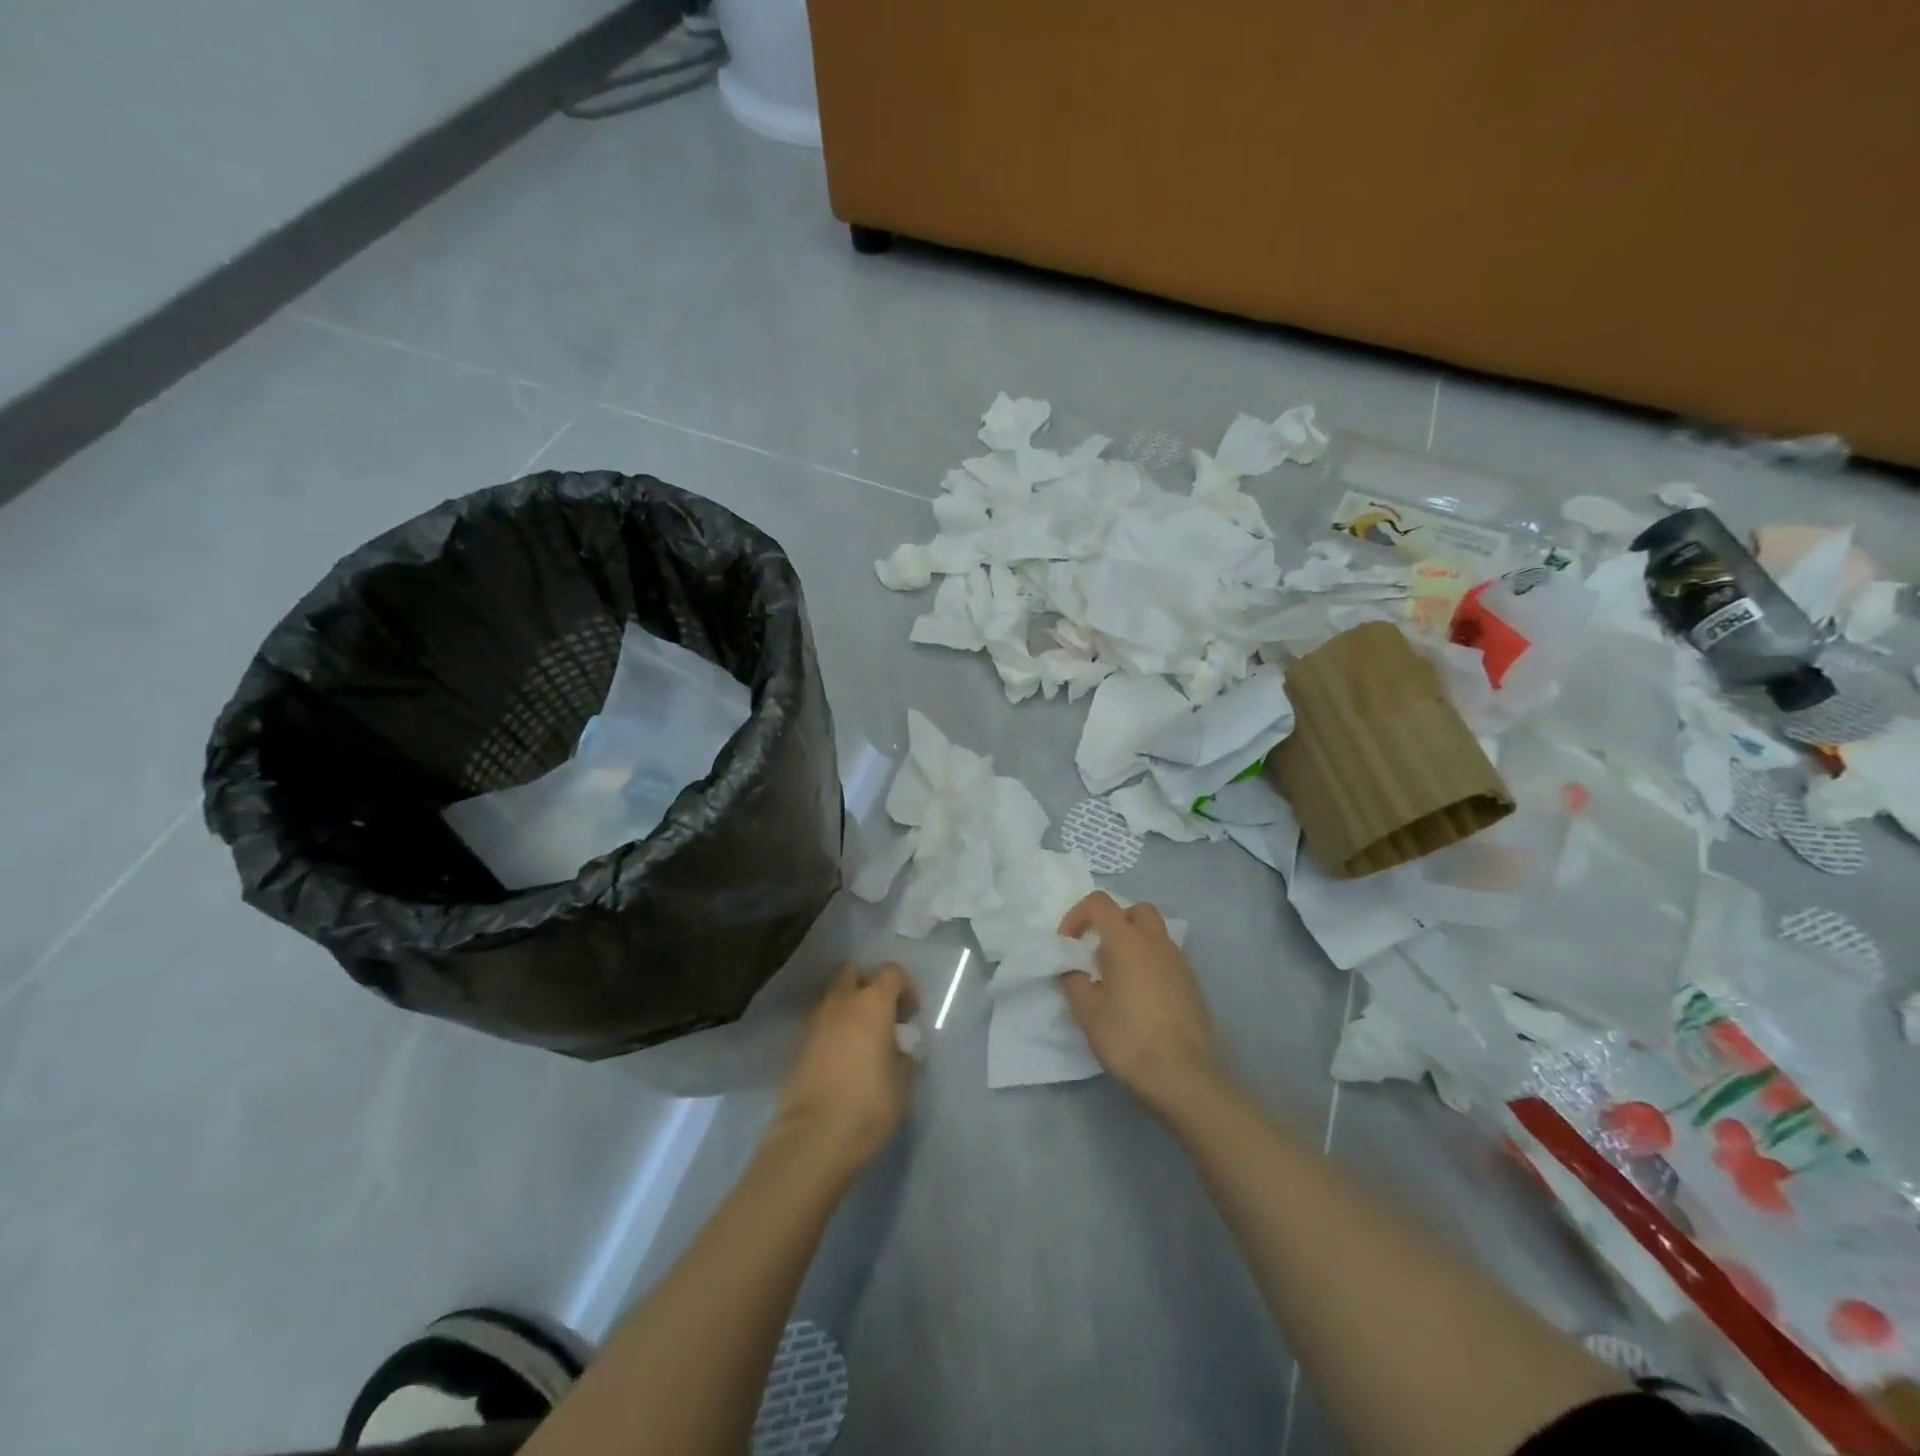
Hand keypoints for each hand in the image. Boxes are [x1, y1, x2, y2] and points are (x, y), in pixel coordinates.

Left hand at [774, 963, 919, 1175]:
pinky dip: (832, 1029)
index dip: (905, 987)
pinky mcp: (797, 1045)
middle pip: (854, 972)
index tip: (910, 1016)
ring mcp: (815, 1022)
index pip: (892, 972)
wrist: (813, 1138)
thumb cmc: (868, 1105)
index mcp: (873, 1003)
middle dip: (869, 985)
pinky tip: (842, 1058)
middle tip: (883, 1016)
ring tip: (862, 1039)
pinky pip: (820, 1022)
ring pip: (833, 996)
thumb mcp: (903, 1083)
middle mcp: (841, 1002)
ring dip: (849, 1007)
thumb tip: (899, 1051)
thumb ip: (904, 1057)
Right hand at [1058, 892, 1222, 1115]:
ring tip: (1118, 977)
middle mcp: (1156, 941)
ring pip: (1155, 934)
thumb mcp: (1087, 1012)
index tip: (1068, 944)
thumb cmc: (1128, 1037)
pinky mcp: (1192, 984)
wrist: (1183, 1075)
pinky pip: (1167, 959)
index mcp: (1127, 940)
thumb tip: (1075, 972)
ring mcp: (1179, 961)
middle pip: (1135, 910)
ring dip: (1134, 943)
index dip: (1077, 916)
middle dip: (1113, 922)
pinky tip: (1141, 997)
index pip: (1099, 903)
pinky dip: (1150, 964)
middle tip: (1099, 951)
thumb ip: (1074, 982)